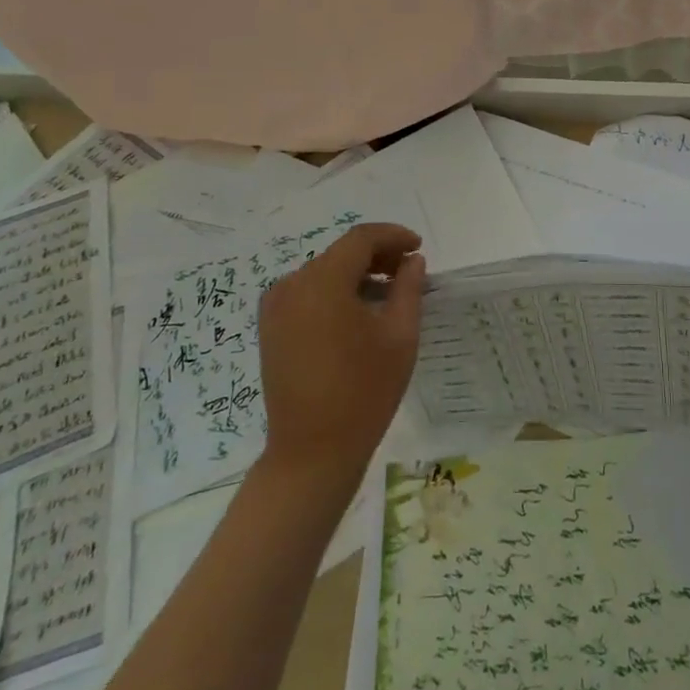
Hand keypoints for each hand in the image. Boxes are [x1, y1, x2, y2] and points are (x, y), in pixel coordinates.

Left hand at [258, 222, 425, 487]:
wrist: (312, 452)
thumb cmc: (364, 392)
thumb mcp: (399, 336)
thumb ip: (408, 288)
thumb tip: (412, 261)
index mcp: (323, 282)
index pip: (361, 239)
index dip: (393, 236)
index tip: (418, 247)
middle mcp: (292, 285)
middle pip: (341, 253)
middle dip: (377, 255)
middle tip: (408, 271)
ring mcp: (276, 307)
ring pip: (324, 272)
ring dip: (357, 274)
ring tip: (389, 293)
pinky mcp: (271, 328)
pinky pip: (308, 293)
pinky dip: (336, 292)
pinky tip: (359, 313)